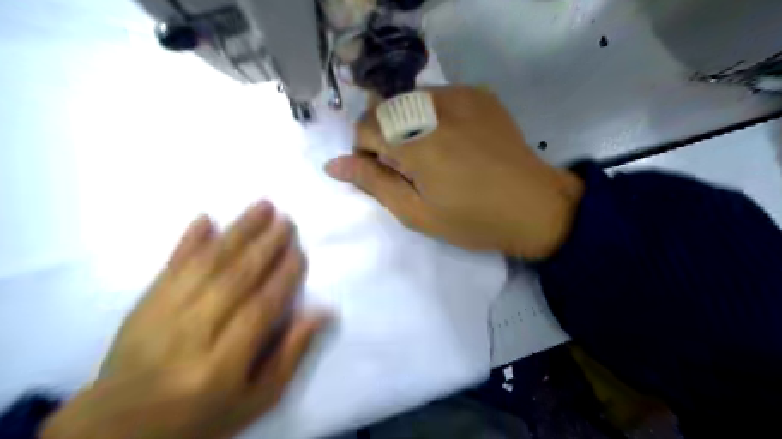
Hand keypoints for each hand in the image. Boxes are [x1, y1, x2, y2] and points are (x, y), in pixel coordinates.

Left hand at [42, 204, 327, 438]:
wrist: (118, 427)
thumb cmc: (201, 414)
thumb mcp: (257, 398)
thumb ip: (290, 355)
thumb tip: (321, 313)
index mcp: (221, 364)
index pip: (261, 308)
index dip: (283, 277)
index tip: (298, 251)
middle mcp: (192, 334)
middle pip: (234, 279)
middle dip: (264, 245)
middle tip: (285, 220)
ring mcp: (162, 315)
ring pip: (207, 264)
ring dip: (236, 232)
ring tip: (261, 207)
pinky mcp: (143, 304)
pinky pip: (169, 266)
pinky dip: (187, 240)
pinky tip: (205, 218)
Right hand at [321, 86, 583, 257]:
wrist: (535, 206)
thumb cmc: (473, 220)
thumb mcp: (417, 213)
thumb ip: (374, 183)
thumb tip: (333, 165)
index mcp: (418, 142)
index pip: (366, 127)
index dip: (366, 151)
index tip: (386, 174)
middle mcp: (436, 108)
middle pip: (385, 109)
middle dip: (385, 137)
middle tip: (409, 168)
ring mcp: (461, 95)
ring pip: (408, 101)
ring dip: (406, 125)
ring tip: (432, 155)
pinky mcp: (479, 94)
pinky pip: (436, 97)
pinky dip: (430, 116)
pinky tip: (452, 141)